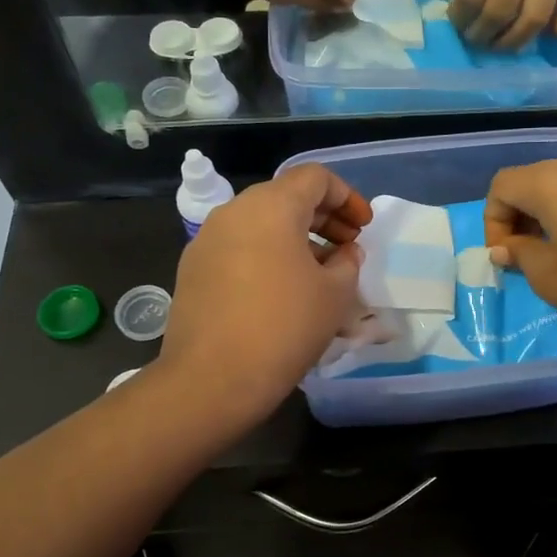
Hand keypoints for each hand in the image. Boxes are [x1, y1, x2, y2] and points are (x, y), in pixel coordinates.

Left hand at [161, 165, 374, 422]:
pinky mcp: (193, 268)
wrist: (212, 379)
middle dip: (323, 217)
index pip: (315, 177)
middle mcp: (234, 211)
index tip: (363, 228)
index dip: (347, 197)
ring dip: (295, 238)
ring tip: (319, 273)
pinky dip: (267, 255)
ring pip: (261, 223)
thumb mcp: (335, 294)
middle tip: (348, 248)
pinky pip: (239, 247)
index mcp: (271, 206)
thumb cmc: (285, 327)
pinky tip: (281, 290)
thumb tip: (344, 252)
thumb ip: (348, 262)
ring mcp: (207, 240)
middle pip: (286, 197)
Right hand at [483, 161, 556, 345]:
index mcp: (550, 183)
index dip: (493, 221)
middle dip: (518, 216)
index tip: (507, 256)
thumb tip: (506, 248)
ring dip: (548, 215)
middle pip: (531, 181)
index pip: (501, 186)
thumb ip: (520, 256)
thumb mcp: (551, 278)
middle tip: (526, 255)